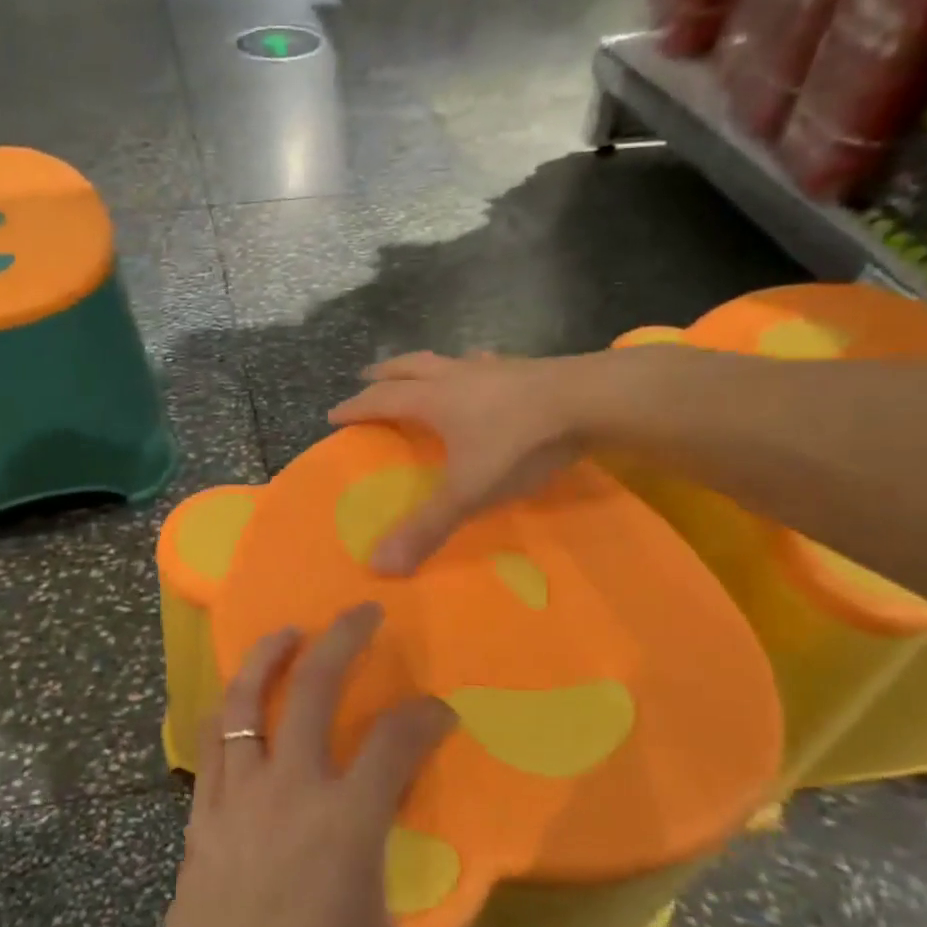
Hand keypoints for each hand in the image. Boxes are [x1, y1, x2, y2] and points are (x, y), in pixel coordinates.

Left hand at [143, 605, 494, 926]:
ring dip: (269, 655)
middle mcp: (291, 790)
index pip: (397, 742)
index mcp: (347, 827)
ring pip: (248, 699)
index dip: (425, 717)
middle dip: (343, 638)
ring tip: (289, 630)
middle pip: (316, 687)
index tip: (441, 714)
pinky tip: (239, 699)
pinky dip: (227, 706)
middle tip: (363, 611)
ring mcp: (238, 794)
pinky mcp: (202, 810)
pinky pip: (211, 738)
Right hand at [329, 351, 586, 573]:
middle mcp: (457, 377)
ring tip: (422, 373)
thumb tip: (379, 566)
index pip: (381, 400)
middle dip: (384, 373)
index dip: (356, 408)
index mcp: (434, 401)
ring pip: (448, 360)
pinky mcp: (527, 368)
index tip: (333, 414)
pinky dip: (474, 367)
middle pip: (409, 367)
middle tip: (367, 377)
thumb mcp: (469, 492)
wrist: (592, 400)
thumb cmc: (520, 442)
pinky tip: (485, 371)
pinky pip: (487, 363)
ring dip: (427, 366)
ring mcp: (493, 368)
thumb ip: (427, 527)